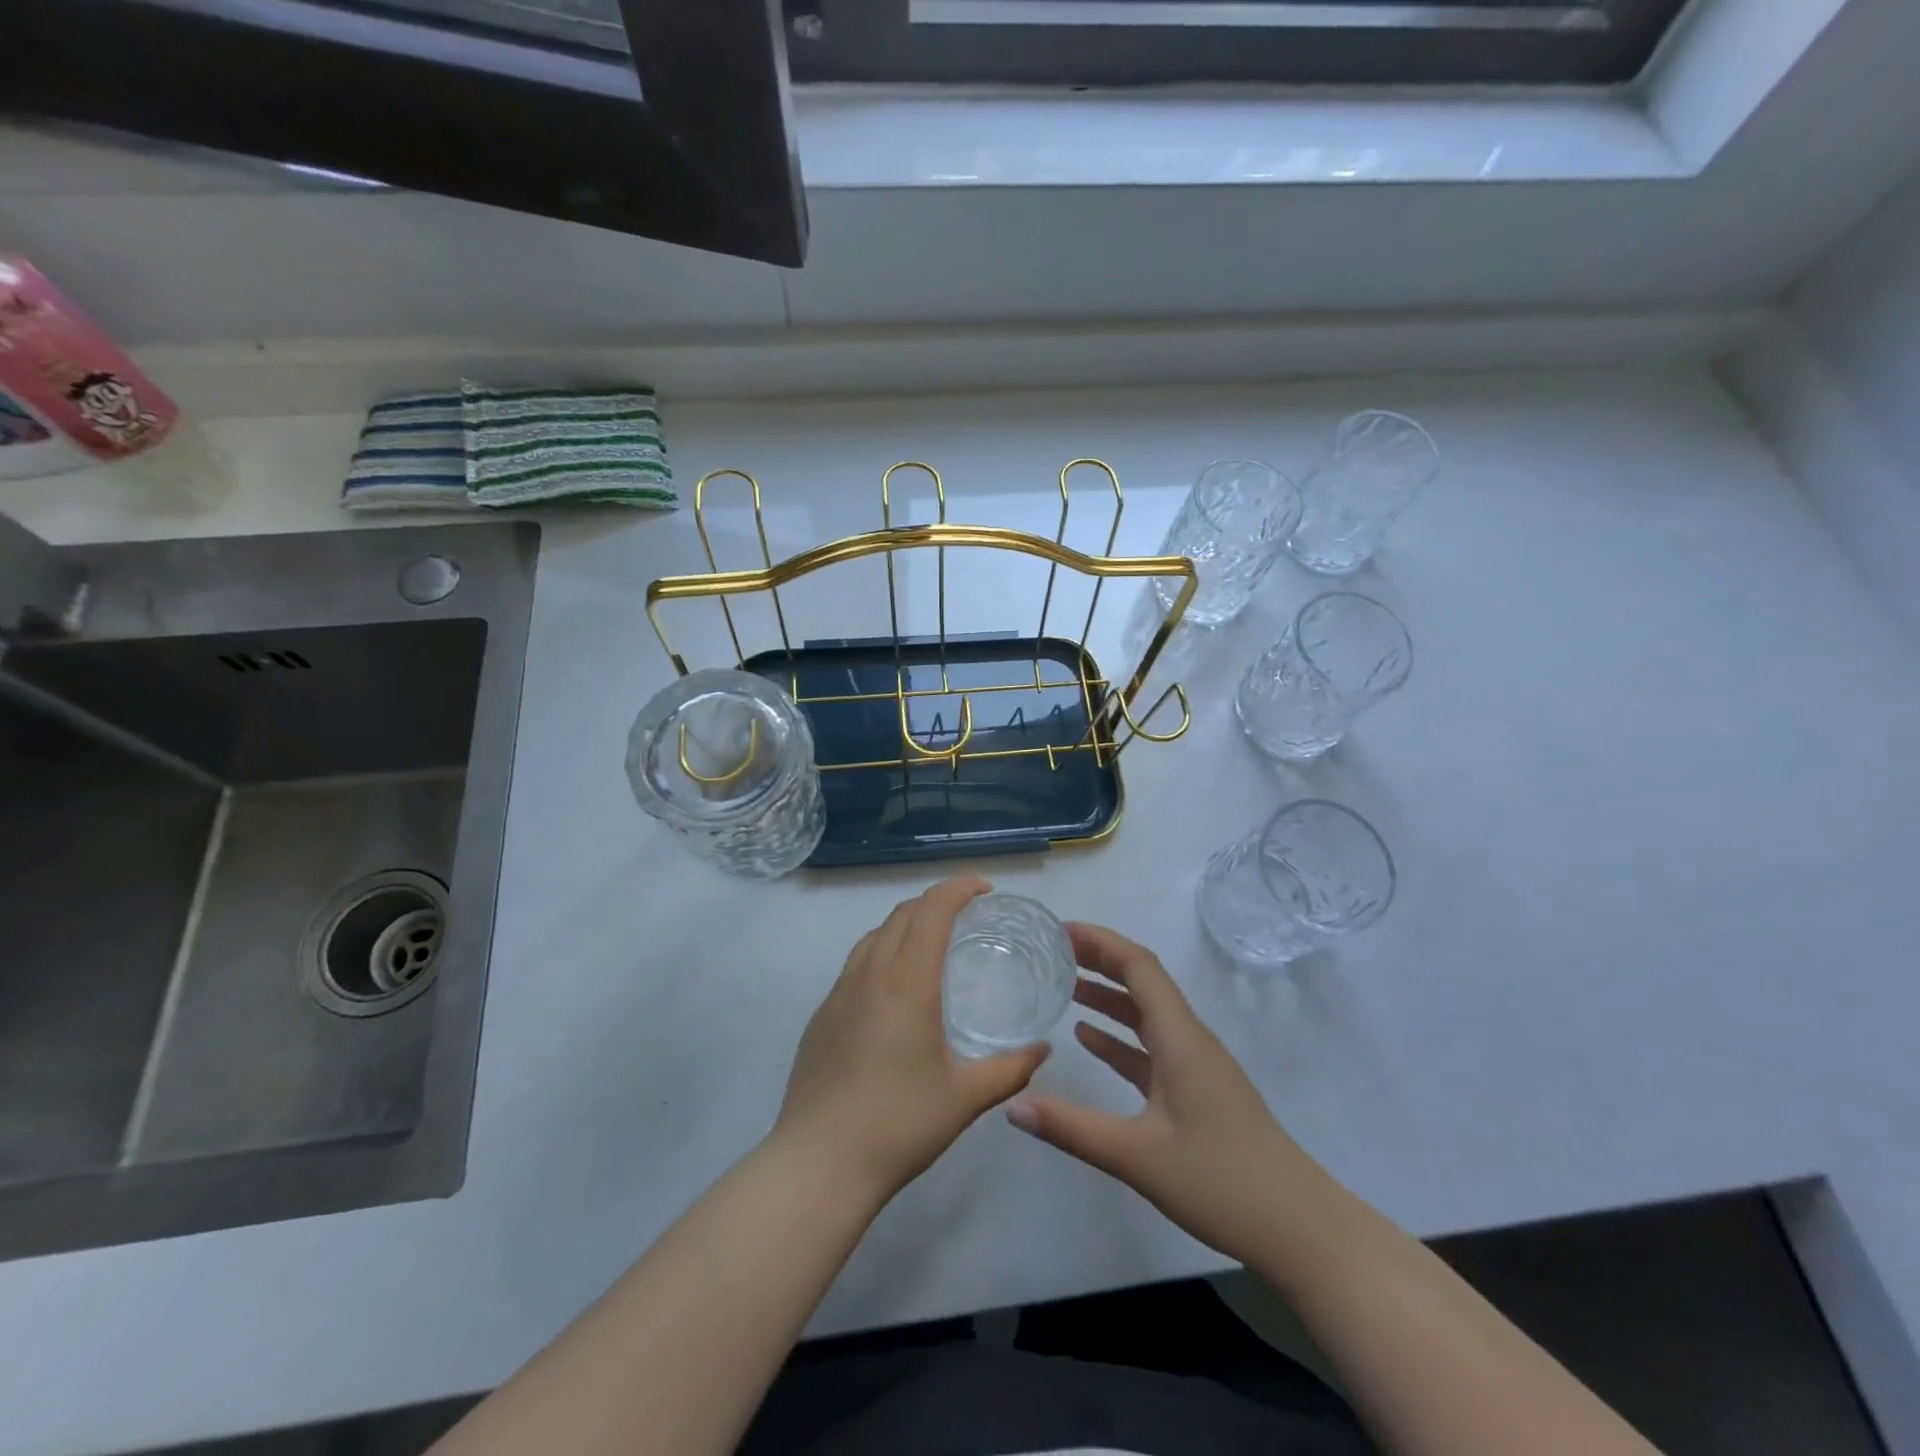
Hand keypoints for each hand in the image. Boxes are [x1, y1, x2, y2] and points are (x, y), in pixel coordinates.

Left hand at [773, 876, 1049, 1200]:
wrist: (819, 1164)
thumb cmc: (899, 1124)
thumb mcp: (965, 1098)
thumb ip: (1010, 1069)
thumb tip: (1043, 1050)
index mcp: (907, 983)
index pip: (932, 911)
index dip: (958, 888)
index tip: (984, 889)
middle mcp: (870, 974)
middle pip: (902, 914)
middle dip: (935, 901)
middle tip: (966, 914)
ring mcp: (838, 993)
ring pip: (874, 935)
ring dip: (906, 923)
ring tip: (931, 942)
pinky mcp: (821, 1015)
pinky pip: (856, 963)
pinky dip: (882, 951)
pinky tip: (894, 988)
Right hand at [1006, 923, 1334, 1264]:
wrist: (1299, 1228)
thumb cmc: (1221, 1181)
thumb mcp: (1136, 1156)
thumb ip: (1072, 1128)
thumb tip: (1011, 1106)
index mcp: (1180, 1036)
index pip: (1139, 966)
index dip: (1100, 941)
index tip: (1059, 932)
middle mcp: (1188, 1038)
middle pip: (1142, 981)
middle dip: (1100, 960)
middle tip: (1053, 951)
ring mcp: (1195, 1065)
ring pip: (1146, 1013)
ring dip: (1108, 996)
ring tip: (1063, 985)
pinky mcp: (1197, 1090)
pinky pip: (1151, 1047)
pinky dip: (1119, 1036)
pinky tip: (1088, 1039)